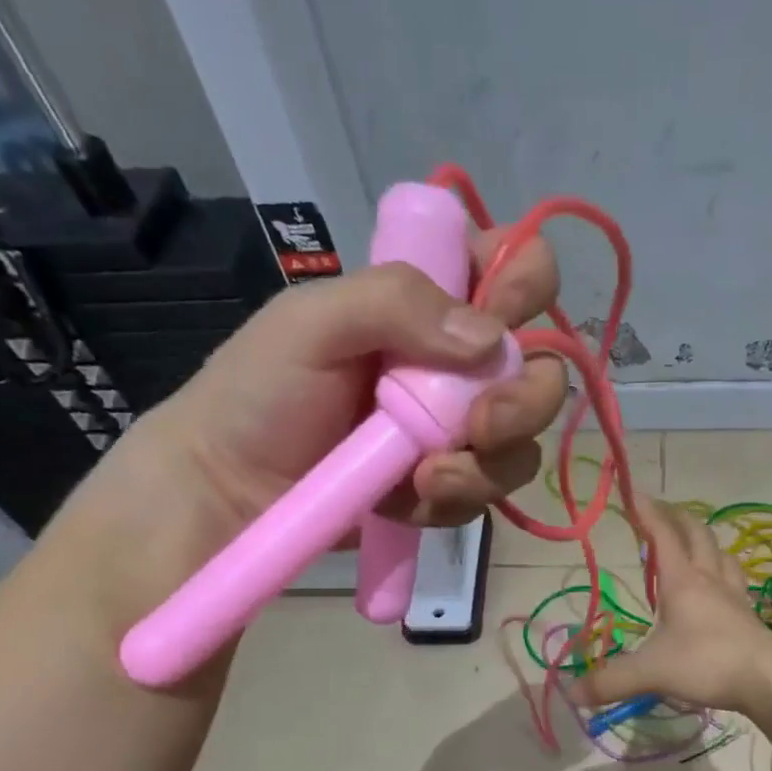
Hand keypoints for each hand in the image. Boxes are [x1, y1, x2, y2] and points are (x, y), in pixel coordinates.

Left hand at [68, 227, 567, 623]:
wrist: (230, 488)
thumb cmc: (260, 390)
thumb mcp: (311, 321)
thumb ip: (396, 301)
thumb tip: (491, 338)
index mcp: (432, 303)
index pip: (515, 270)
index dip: (526, 283)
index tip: (502, 310)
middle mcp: (458, 365)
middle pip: (541, 372)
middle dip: (524, 401)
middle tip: (481, 423)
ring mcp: (457, 432)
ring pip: (522, 444)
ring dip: (487, 464)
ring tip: (428, 477)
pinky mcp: (448, 486)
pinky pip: (486, 495)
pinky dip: (454, 499)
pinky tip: (408, 499)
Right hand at [571, 501, 771, 714]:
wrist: (768, 679)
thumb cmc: (707, 662)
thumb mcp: (651, 672)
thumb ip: (611, 680)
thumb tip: (571, 692)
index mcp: (682, 582)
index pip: (662, 536)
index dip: (647, 512)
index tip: (633, 492)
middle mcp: (709, 580)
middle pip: (697, 535)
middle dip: (678, 518)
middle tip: (662, 510)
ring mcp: (733, 596)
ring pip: (722, 555)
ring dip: (706, 542)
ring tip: (695, 542)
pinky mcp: (748, 615)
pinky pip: (736, 581)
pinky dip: (726, 573)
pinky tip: (723, 584)